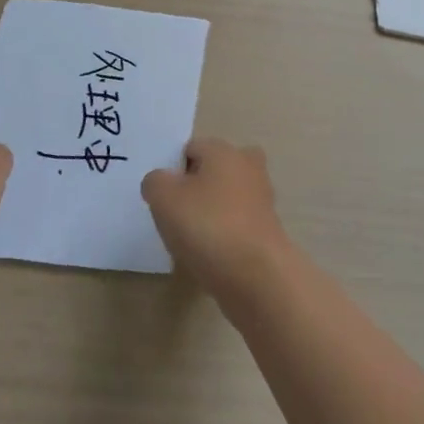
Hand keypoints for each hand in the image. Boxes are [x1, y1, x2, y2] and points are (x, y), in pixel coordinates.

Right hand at [142, 137, 290, 300]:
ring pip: (227, 197)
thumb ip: (155, 182)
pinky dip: (223, 235)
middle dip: (195, 187)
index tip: (163, 197)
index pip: (191, 148)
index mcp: (224, 150)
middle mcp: (248, 167)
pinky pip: (236, 224)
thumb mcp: (164, 198)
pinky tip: (209, 255)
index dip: (173, 170)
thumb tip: (162, 182)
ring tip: (190, 239)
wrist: (257, 276)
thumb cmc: (207, 226)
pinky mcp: (268, 229)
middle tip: (177, 214)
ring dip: (210, 213)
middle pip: (213, 170)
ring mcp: (262, 199)